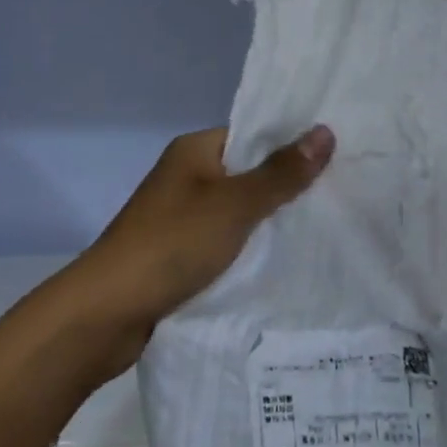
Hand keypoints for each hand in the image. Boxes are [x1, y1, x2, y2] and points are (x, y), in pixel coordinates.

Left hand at [64, 125, 334, 330]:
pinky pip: (227, 242)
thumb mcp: (235, 205)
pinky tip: (286, 259)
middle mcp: (187, 178)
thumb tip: (325, 131)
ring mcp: (182, 218)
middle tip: (341, 193)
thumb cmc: (171, 245)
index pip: (253, 135)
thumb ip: (281, 173)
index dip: (292, 144)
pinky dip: (251, 249)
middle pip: (249, 174)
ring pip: (240, 212)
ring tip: (324, 226)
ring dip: (271, 222)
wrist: (105, 315)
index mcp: (194, 151)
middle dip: (288, 186)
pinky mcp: (181, 254)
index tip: (337, 156)